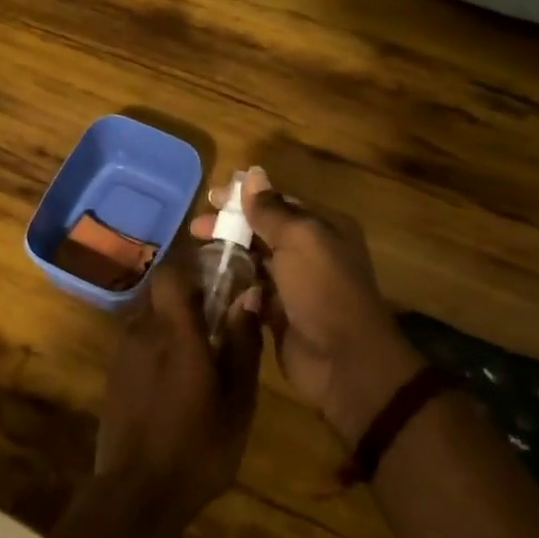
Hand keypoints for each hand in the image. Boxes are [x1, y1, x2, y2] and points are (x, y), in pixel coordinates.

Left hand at [92, 257, 263, 537]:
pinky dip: (157, 347)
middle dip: (187, 299)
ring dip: (171, 325)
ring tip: (199, 356)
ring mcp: (122, 353)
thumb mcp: (237, 403)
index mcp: (174, 332)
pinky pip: (138, 343)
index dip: (191, 269)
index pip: (170, 273)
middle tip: (216, 323)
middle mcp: (142, 332)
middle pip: (160, 294)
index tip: (217, 281)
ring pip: (148, 318)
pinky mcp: (114, 375)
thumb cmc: (197, 449)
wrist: (136, 494)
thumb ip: (242, 345)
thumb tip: (248, 297)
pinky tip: (175, 381)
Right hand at [192, 167, 419, 447]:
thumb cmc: (323, 290)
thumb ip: (272, 209)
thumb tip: (252, 175)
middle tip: (196, 229)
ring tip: (196, 254)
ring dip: (227, 255)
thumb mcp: (300, 240)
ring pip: (254, 261)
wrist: (343, 362)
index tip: (210, 197)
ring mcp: (293, 286)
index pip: (279, 203)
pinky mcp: (278, 315)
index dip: (244, 198)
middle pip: (263, 231)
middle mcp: (310, 253)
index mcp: (322, 229)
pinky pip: (250, 292)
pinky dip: (233, 286)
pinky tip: (209, 283)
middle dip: (230, 226)